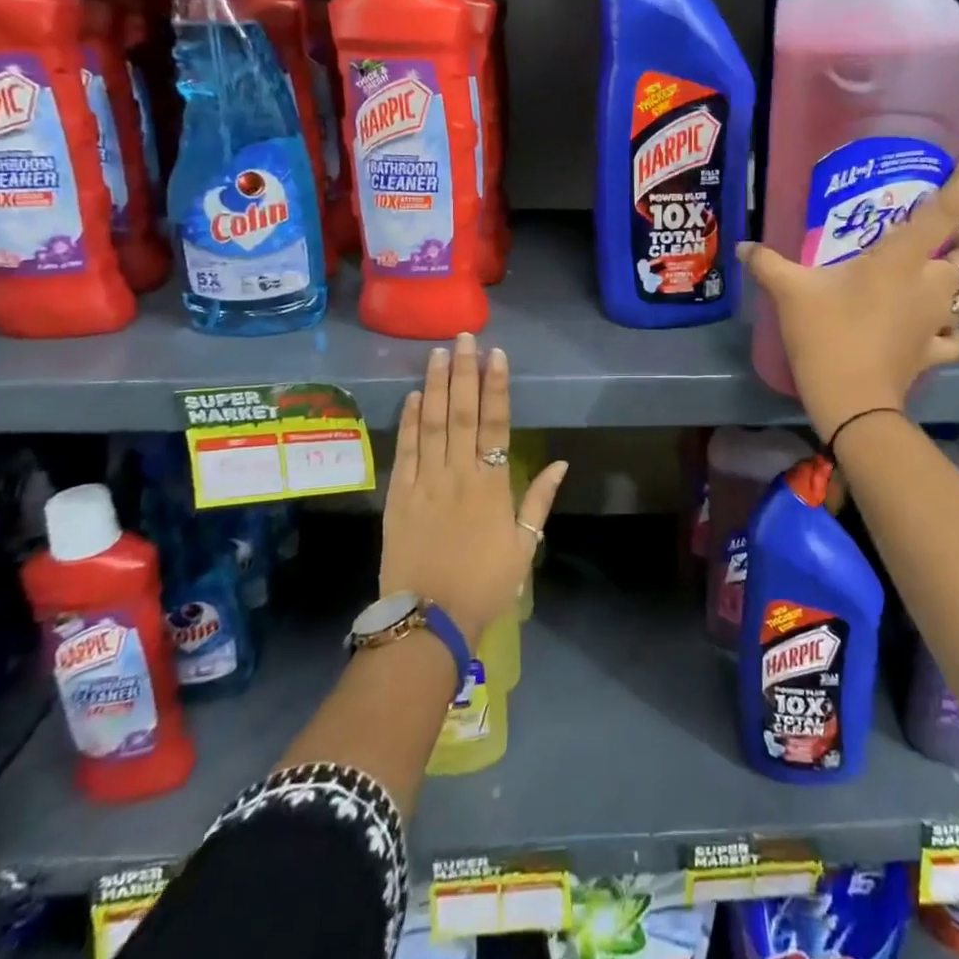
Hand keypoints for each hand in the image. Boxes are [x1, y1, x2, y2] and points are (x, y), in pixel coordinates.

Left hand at [379, 333, 568, 645]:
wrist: (428, 620)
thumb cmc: (484, 585)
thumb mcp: (524, 547)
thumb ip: (539, 501)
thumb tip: (561, 462)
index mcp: (492, 484)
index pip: (496, 423)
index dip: (496, 386)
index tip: (496, 355)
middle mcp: (458, 474)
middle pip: (462, 413)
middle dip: (463, 372)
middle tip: (463, 338)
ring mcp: (424, 482)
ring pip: (432, 424)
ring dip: (436, 386)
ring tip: (438, 353)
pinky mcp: (398, 496)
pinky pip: (405, 451)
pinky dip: (410, 421)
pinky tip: (414, 396)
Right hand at [738, 146, 958, 441]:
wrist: (850, 400)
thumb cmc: (826, 334)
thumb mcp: (790, 292)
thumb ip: (767, 264)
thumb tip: (742, 246)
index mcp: (902, 259)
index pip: (945, 210)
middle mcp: (932, 283)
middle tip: (942, 243)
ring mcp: (938, 320)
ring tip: (941, 282)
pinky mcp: (934, 352)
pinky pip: (956, 338)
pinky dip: (950, 332)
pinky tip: (930, 330)